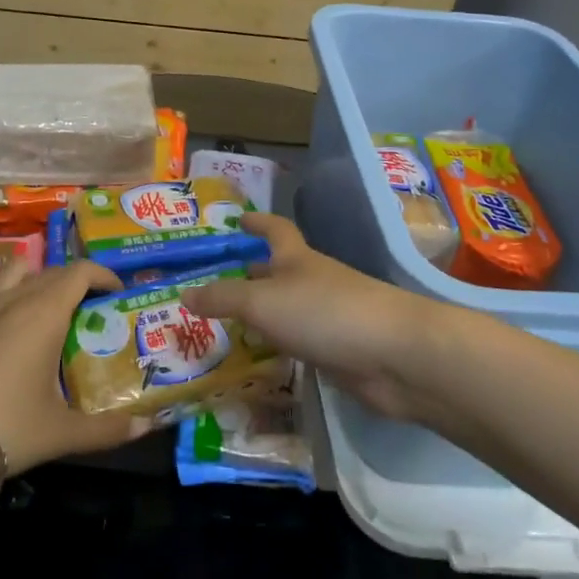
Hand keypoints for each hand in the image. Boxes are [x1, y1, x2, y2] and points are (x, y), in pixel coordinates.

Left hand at [0, 260, 148, 483]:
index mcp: (45, 313)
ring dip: (40, 279)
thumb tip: (146, 426)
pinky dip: (12, 295)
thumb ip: (108, 428)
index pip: (80, 271)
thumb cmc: (5, 426)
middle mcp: (16, 298)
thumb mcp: (62, 433)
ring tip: (49, 310)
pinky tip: (12, 332)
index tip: (117, 293)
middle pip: (53, 271)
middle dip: (77, 282)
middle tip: (91, 310)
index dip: (103, 275)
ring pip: (19, 271)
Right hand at [184, 213, 436, 420]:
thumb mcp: (263, 301)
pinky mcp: (337, 351)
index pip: (275, 230)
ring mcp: (327, 317)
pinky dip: (278, 346)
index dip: (257, 222)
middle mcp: (312, 281)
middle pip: (277, 272)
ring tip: (224, 326)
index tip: (237, 220)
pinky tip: (258, 359)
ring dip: (261, 315)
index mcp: (297, 259)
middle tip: (212, 284)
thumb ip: (223, 298)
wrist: (394, 355)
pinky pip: (298, 343)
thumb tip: (184, 293)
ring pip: (286, 310)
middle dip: (250, 274)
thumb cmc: (325, 312)